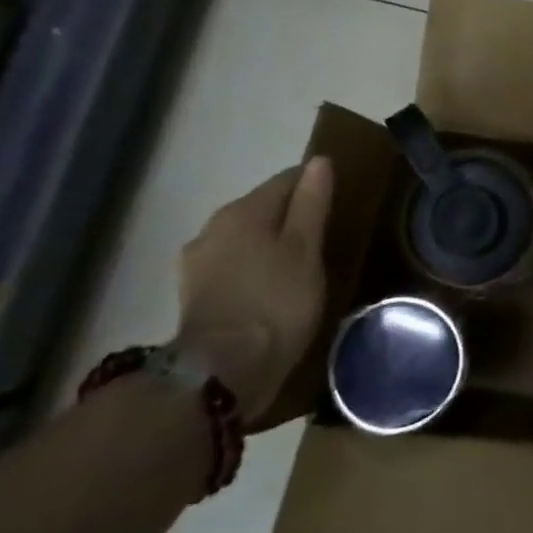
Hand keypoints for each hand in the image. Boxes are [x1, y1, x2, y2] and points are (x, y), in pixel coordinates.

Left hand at [175, 159, 333, 423]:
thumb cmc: (276, 302)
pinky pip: (232, 266)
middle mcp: (214, 226)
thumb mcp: (306, 250)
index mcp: (244, 210)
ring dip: (269, 245)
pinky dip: (252, 269)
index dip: (314, 185)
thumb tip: (319, 161)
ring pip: (245, 238)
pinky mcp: (193, 294)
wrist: (222, 371)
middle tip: (323, 237)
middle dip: (290, 216)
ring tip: (298, 266)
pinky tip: (269, 289)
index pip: (286, 180)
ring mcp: (198, 262)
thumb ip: (312, 203)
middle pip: (262, 208)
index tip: (338, 202)